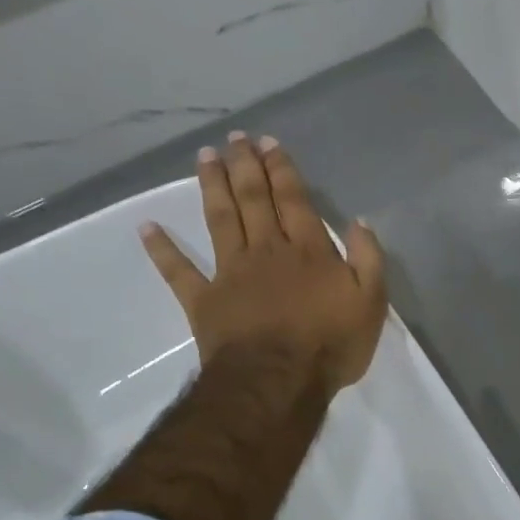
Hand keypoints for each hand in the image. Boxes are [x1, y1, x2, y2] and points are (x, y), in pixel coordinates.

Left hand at [141, 133, 388, 393]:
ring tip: (205, 157)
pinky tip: (147, 227)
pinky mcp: (205, 300)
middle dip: (245, 165)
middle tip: (235, 138)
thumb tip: (358, 222)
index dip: (281, 169)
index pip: (293, 200)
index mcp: (308, 251)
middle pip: (254, 199)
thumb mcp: (371, 303)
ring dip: (212, 186)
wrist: (278, 381)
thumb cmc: (330, 344)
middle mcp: (267, 250)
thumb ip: (368, 259)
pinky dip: (162, 249)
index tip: (268, 142)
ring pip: (220, 220)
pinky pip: (179, 271)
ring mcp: (231, 273)